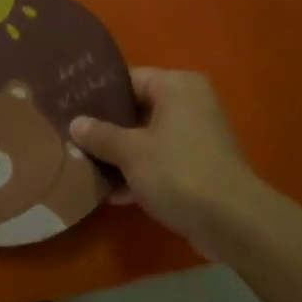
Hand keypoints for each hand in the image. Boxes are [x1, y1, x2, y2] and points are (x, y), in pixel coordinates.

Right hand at [70, 69, 262, 257]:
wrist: (232, 222)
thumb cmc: (178, 172)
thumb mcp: (130, 152)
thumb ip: (100, 135)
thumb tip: (75, 123)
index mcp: (176, 86)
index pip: (128, 79)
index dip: (97, 94)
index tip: (68, 108)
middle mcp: (190, 103)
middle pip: (136, 110)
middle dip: (106, 130)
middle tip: (72, 139)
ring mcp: (197, 136)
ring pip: (147, 138)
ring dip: (120, 155)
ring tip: (85, 169)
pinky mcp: (200, 166)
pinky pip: (161, 161)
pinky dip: (140, 173)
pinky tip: (112, 195)